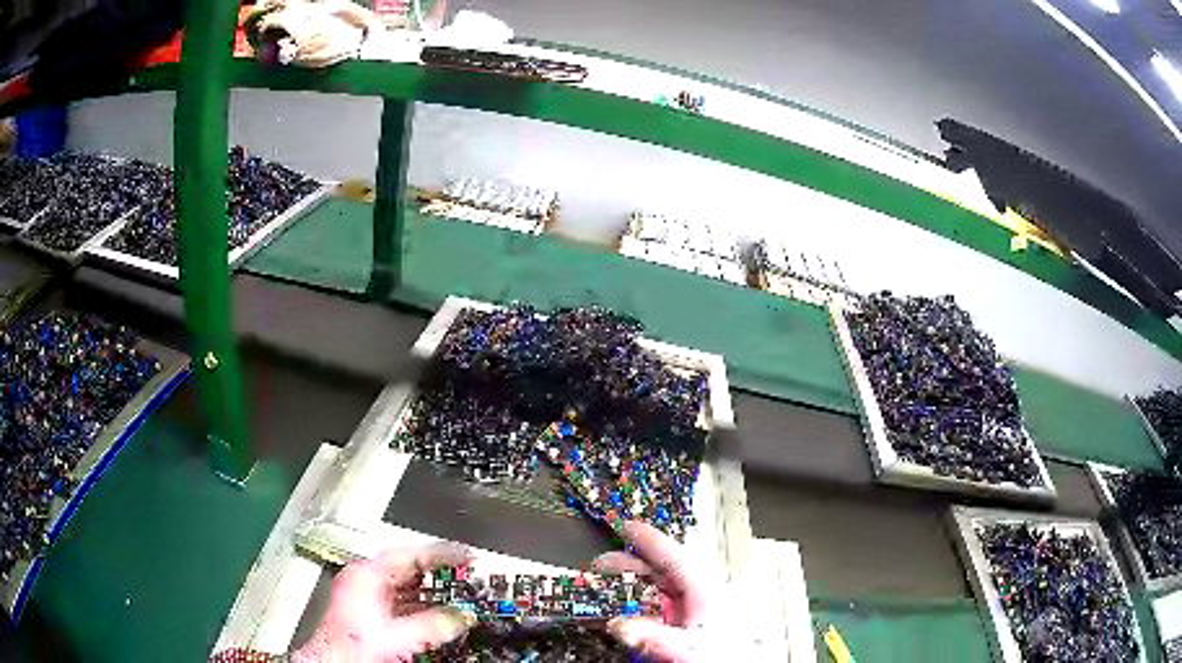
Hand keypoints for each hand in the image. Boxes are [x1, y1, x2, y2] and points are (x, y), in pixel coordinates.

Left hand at [293, 542, 476, 662]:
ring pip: (407, 585)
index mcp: (366, 575)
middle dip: (439, 572)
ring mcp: (367, 595)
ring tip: (461, 593)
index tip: (467, 556)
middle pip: (408, 568)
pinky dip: (424, 605)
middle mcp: (365, 579)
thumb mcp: (397, 636)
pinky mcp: (371, 611)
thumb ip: (432, 625)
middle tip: (469, 573)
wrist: (333, 662)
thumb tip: (462, 616)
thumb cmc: (352, 646)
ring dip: (434, 591)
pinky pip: (404, 601)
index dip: (441, 555)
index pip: (409, 555)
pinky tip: (441, 614)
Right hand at [592, 521, 712, 661]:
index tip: (627, 527)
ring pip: (661, 593)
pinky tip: (626, 617)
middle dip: (632, 564)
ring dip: (634, 588)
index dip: (650, 541)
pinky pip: (661, 613)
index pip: (675, 558)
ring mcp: (696, 615)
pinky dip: (640, 610)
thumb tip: (618, 625)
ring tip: (608, 588)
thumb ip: (655, 636)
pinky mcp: (692, 630)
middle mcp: (701, 600)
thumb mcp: (690, 647)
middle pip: (664, 573)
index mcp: (707, 593)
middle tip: (603, 563)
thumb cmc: (728, 655)